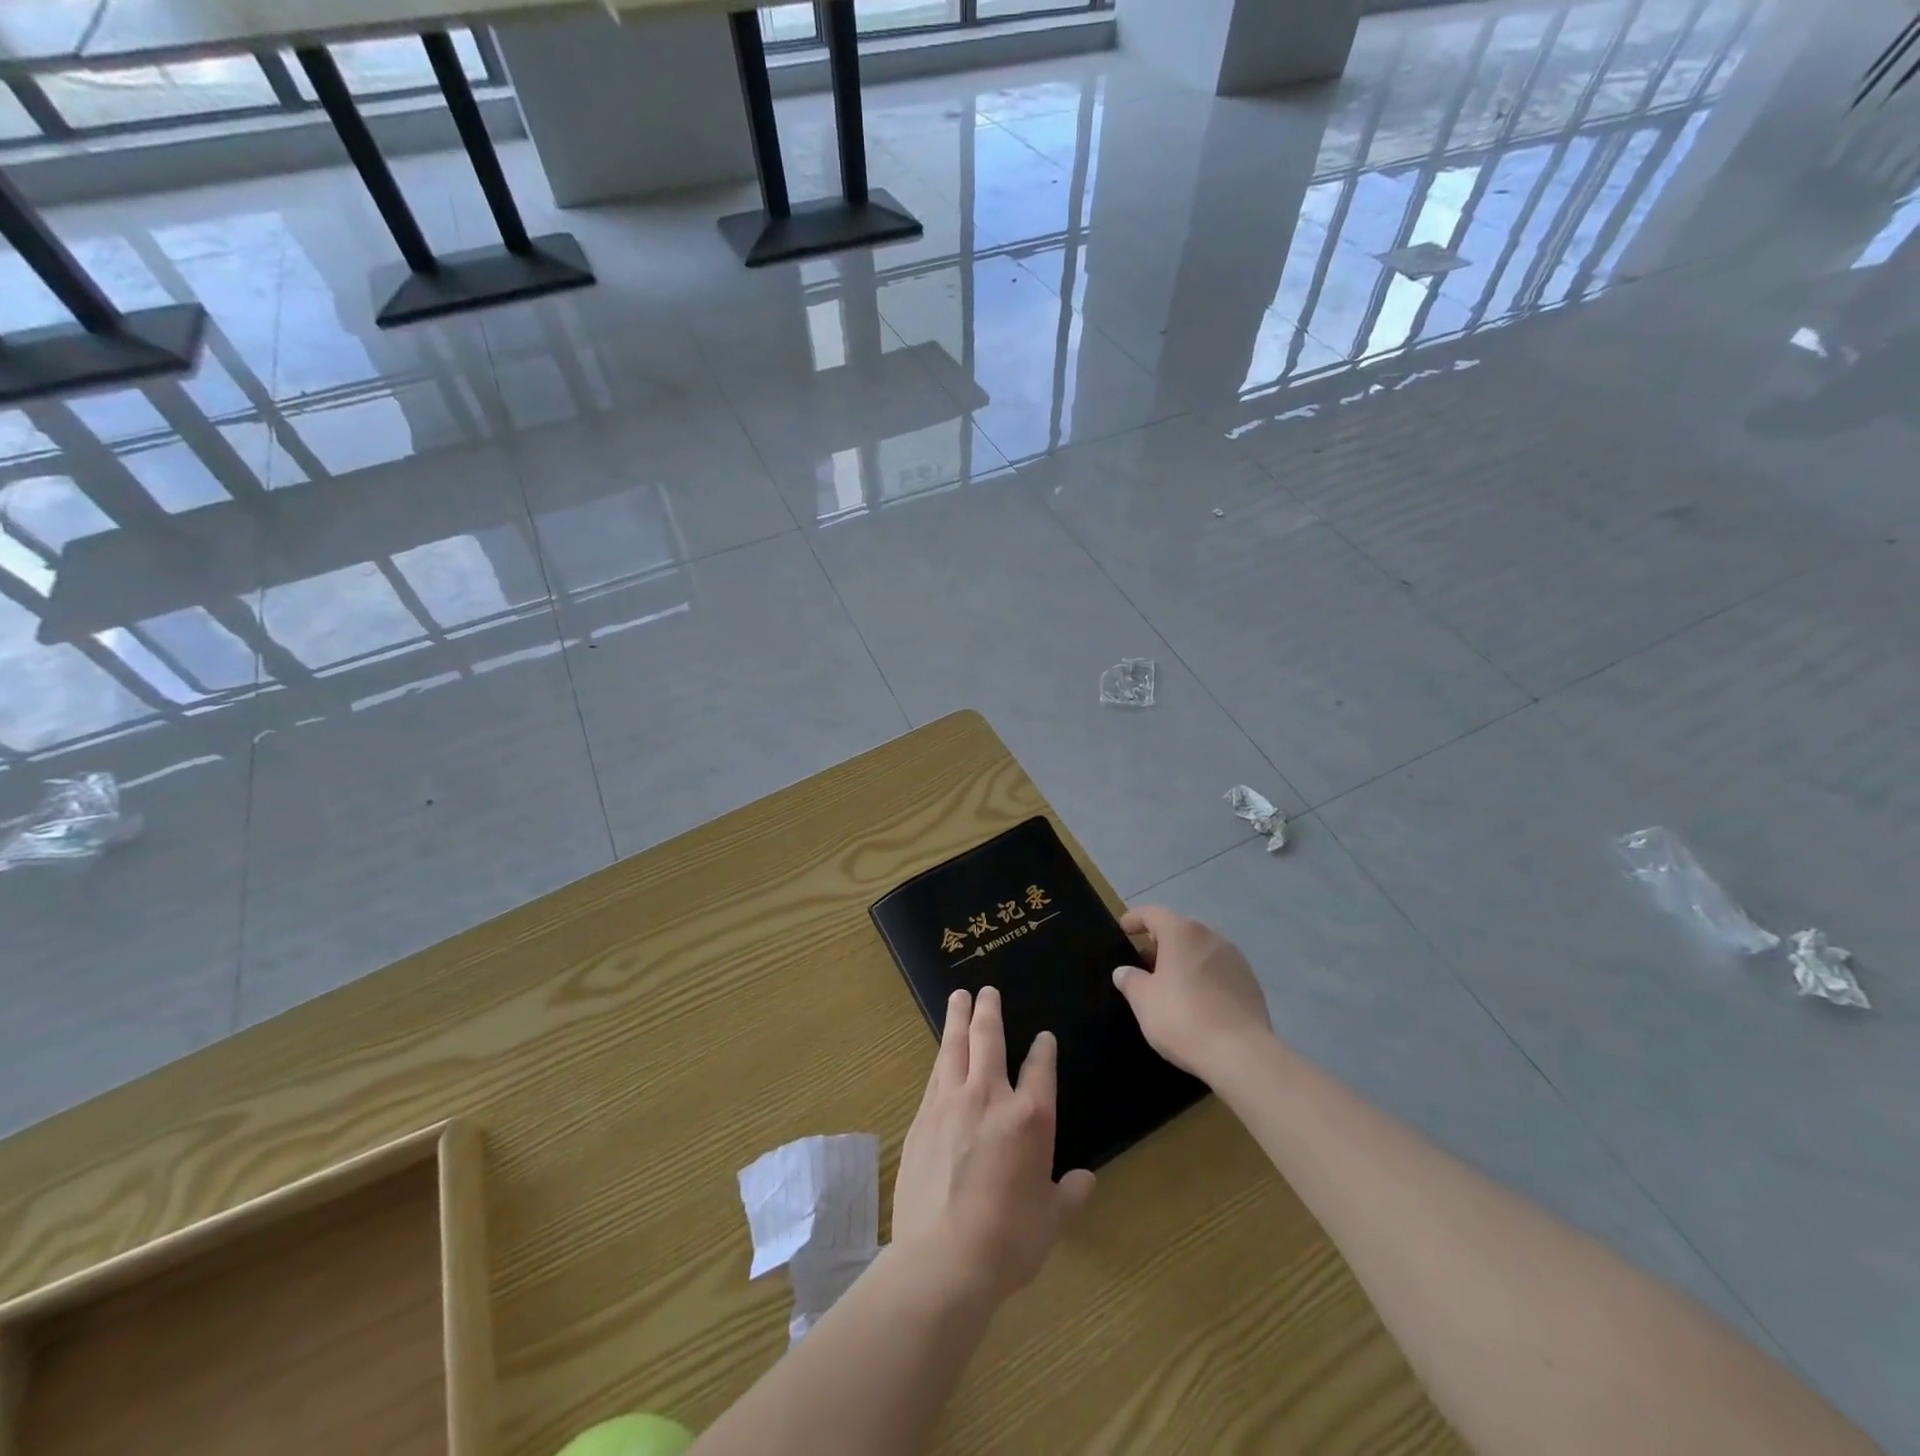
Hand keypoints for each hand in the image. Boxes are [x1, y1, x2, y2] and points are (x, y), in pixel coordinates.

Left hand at [892, 987, 1095, 1305]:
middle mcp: (990, 1097)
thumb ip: (1070, 1194)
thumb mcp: (1052, 1221)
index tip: (1043, 1038)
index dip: (1044, 1049)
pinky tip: (941, 1053)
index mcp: (1031, 1117)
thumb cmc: (1009, 1241)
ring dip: (957, 1019)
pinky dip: (941, 1057)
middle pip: (988, 1039)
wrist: (943, 1258)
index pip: (1041, 1067)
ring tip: (958, 998)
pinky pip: (935, 1075)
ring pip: (954, 1047)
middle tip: (986, 990)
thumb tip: (1085, 1180)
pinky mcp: (922, 1118)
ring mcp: (951, 1103)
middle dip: (989, 1011)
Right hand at [1113, 905, 1272, 1078]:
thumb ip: (1130, 980)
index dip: (1136, 919)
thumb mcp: (1143, 1001)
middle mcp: (1210, 937)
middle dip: (1161, 943)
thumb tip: (1124, 971)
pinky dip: (1204, 977)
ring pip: (1201, 950)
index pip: (1153, 914)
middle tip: (1145, 963)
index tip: (1124, 928)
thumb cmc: (1183, 1018)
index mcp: (1182, 933)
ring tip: (1170, 984)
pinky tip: (1197, 1000)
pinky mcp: (1250, 983)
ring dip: (1184, 960)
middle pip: (1180, 930)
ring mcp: (1235, 959)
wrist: (1241, 1054)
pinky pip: (1219, 970)